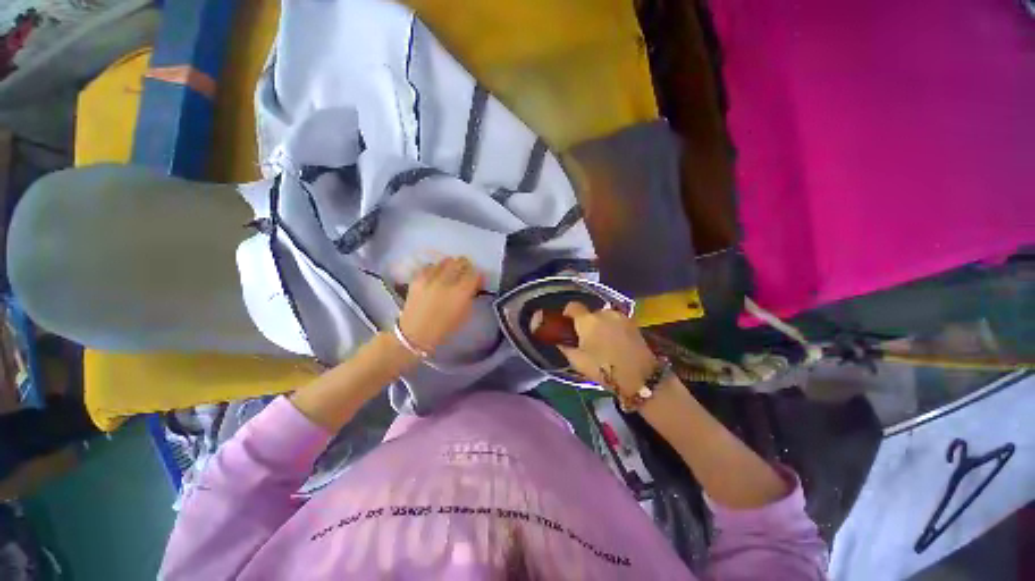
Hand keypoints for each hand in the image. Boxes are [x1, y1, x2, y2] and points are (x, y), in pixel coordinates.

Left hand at [397, 257, 482, 352]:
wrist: (415, 334)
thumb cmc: (444, 328)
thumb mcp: (465, 313)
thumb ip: (471, 295)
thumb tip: (474, 283)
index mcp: (461, 292)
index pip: (474, 273)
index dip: (478, 276)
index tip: (477, 281)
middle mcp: (447, 281)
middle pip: (461, 262)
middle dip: (466, 267)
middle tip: (465, 275)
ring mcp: (430, 277)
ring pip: (447, 261)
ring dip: (452, 266)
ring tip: (450, 274)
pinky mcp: (418, 277)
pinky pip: (431, 265)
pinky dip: (436, 269)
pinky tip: (436, 277)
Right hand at [554, 302, 657, 396]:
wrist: (640, 377)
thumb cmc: (604, 369)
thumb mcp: (578, 362)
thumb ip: (566, 348)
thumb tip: (561, 341)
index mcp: (587, 320)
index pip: (572, 306)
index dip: (568, 313)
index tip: (567, 324)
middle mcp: (604, 313)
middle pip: (590, 313)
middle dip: (587, 323)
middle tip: (587, 340)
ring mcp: (620, 316)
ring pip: (605, 317)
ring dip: (601, 325)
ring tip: (603, 343)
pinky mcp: (633, 323)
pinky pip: (617, 322)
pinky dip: (613, 328)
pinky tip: (616, 343)